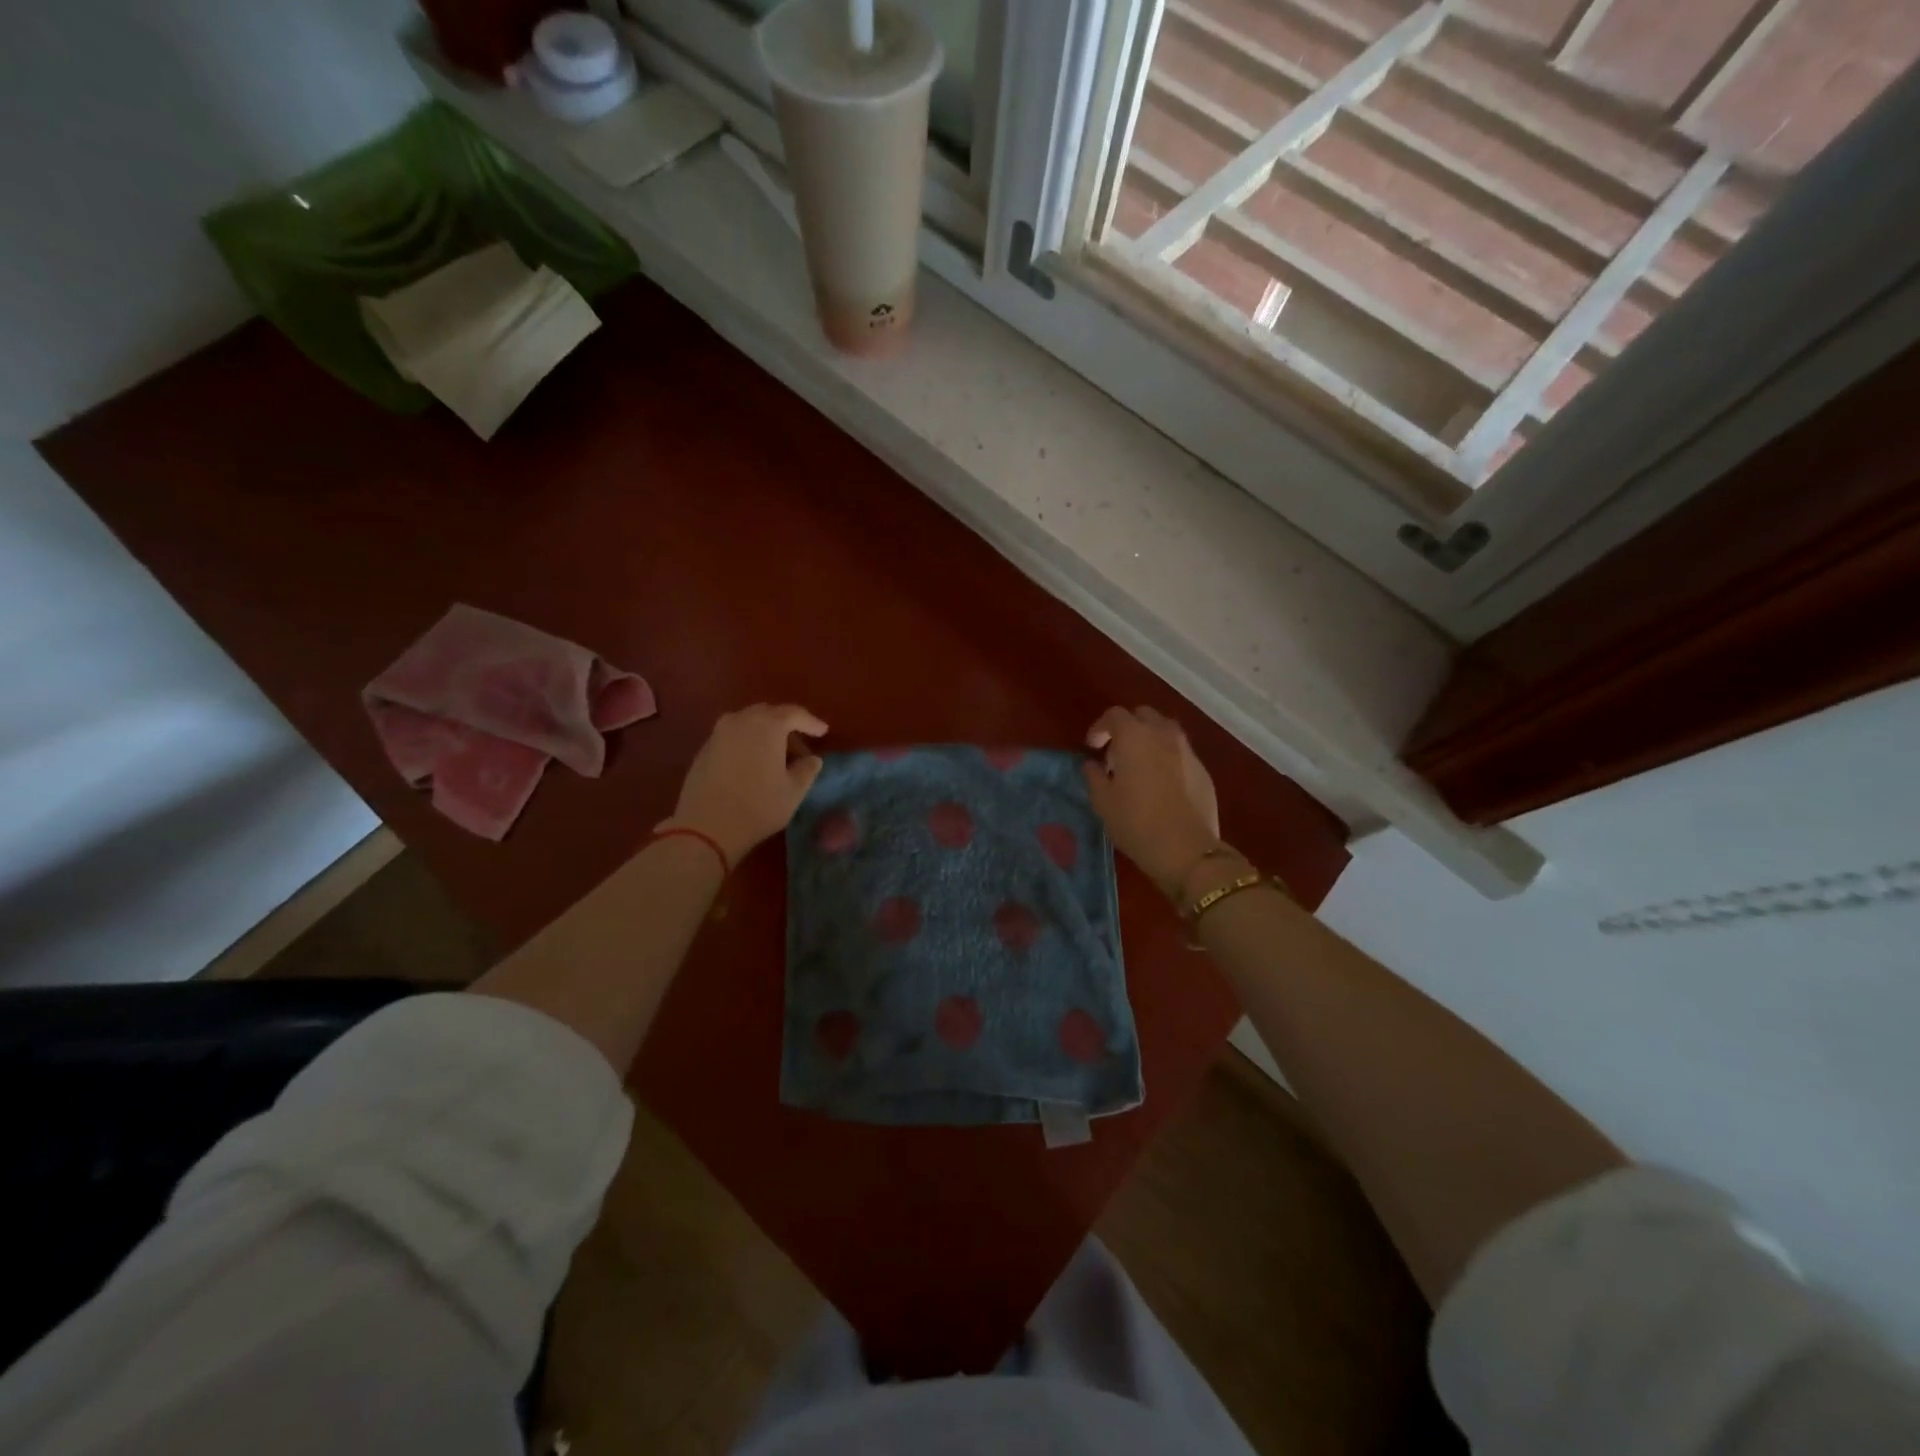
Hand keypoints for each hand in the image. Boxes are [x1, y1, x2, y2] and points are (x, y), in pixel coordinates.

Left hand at [661, 704, 827, 865]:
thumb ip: (807, 770)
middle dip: (786, 726)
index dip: (811, 722)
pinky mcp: (704, 750)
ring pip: (748, 724)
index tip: (823, 732)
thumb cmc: (758, 806)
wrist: (706, 827)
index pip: (794, 714)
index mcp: (767, 725)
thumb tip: (812, 760)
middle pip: (769, 714)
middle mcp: (741, 720)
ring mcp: (718, 734)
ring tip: (775, 755)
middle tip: (798, 745)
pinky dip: (747, 743)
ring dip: (764, 734)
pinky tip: (752, 764)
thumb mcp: (793, 791)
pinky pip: (732, 737)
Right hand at [1082, 706, 1221, 897]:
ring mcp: (1188, 751)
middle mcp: (1163, 735)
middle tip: (1117, 753)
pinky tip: (1162, 785)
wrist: (1186, 850)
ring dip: (1150, 740)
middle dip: (1128, 727)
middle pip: (1144, 715)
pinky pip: (1181, 753)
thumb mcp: (1103, 802)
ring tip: (1140, 766)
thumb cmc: (1136, 822)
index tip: (1092, 747)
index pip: (1114, 715)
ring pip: (1166, 731)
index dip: (1100, 728)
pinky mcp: (1203, 771)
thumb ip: (1094, 777)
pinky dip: (1167, 758)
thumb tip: (1092, 765)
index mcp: (1135, 737)